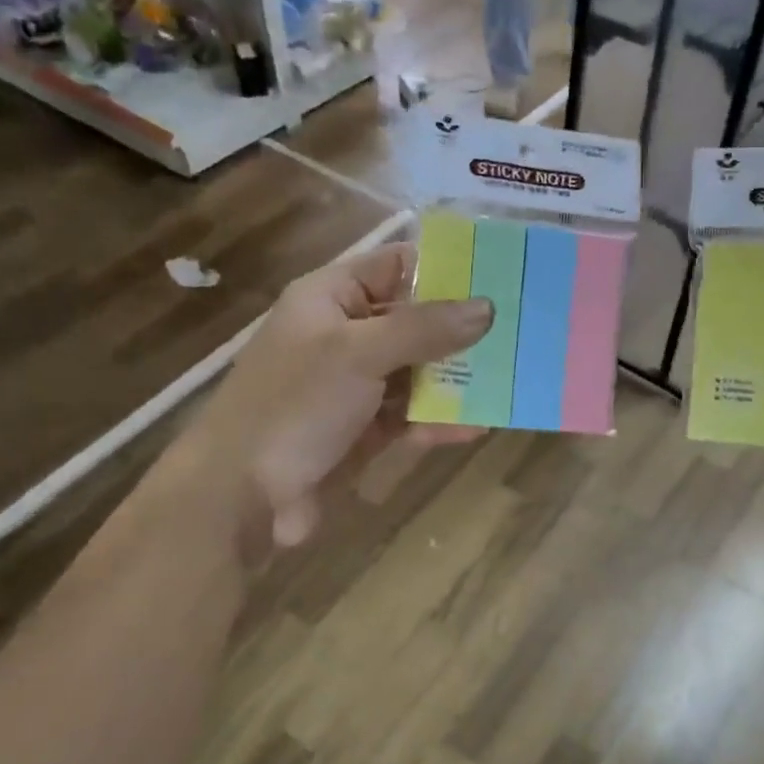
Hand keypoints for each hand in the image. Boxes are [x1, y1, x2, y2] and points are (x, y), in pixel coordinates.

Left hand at [199, 244, 490, 548]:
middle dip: (463, 330)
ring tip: (511, 379)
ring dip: (457, 379)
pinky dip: (440, 420)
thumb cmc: (293, 406)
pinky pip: (411, 417)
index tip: (501, 275)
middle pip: (415, 321)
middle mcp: (345, 336)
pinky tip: (477, 426)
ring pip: (418, 372)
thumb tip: (487, 308)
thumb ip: (423, 329)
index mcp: (331, 298)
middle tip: (520, 332)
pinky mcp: (364, 431)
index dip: (445, 267)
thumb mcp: (358, 354)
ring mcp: (355, 387)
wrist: (242, 496)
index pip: (396, 266)